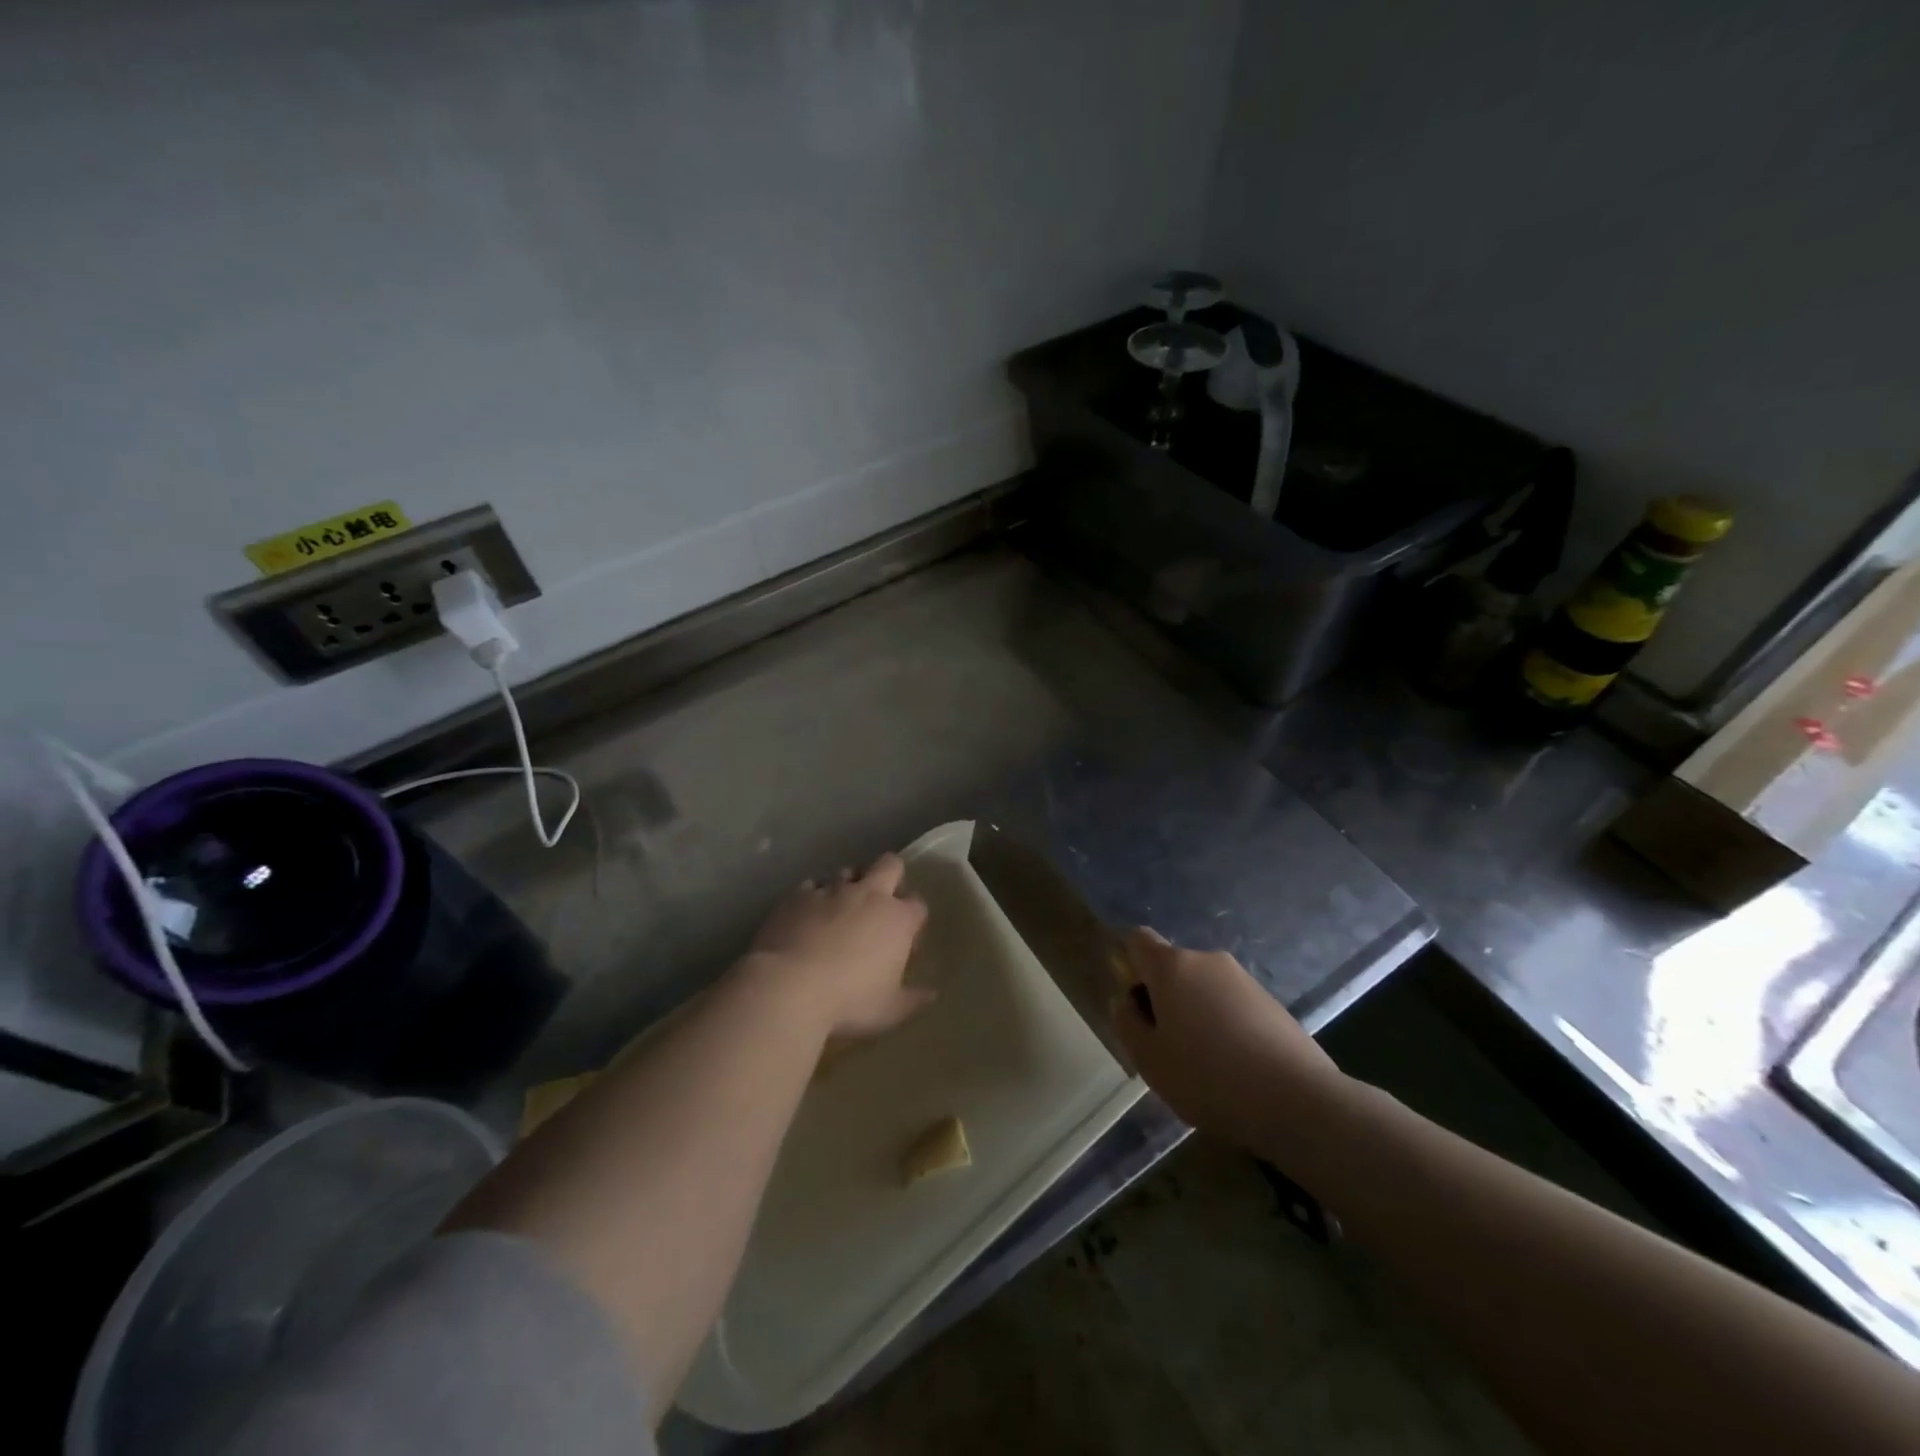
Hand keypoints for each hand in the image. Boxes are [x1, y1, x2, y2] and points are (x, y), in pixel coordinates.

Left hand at [745, 852, 931, 1039]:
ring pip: (848, 871)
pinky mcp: (799, 895)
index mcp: (898, 919)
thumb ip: (913, 999)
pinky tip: (809, 913)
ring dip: (850, 884)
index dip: (913, 918)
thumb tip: (931, 994)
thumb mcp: (889, 1010)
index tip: (906, 936)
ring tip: (842, 906)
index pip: (918, 905)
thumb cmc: (849, 1001)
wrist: (789, 987)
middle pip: (890, 865)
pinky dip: (815, 896)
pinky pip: (812, 885)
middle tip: (882, 900)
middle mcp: (869, 895)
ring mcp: (832, 890)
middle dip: (891, 875)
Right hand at [1113, 928, 1345, 1151]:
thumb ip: (1128, 1022)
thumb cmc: (1208, 1077)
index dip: (1129, 965)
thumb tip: (1128, 1001)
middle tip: (1167, 1046)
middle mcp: (1207, 960)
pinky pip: (1232, 1005)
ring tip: (1205, 1064)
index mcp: (1172, 966)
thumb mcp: (1149, 1059)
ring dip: (1196, 1014)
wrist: (1298, 1101)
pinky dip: (1226, 1026)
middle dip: (1164, 997)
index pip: (1138, 939)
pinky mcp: (1271, 1002)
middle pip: (1172, 967)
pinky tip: (1236, 1068)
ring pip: (1204, 988)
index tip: (1136, 1005)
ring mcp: (1244, 979)